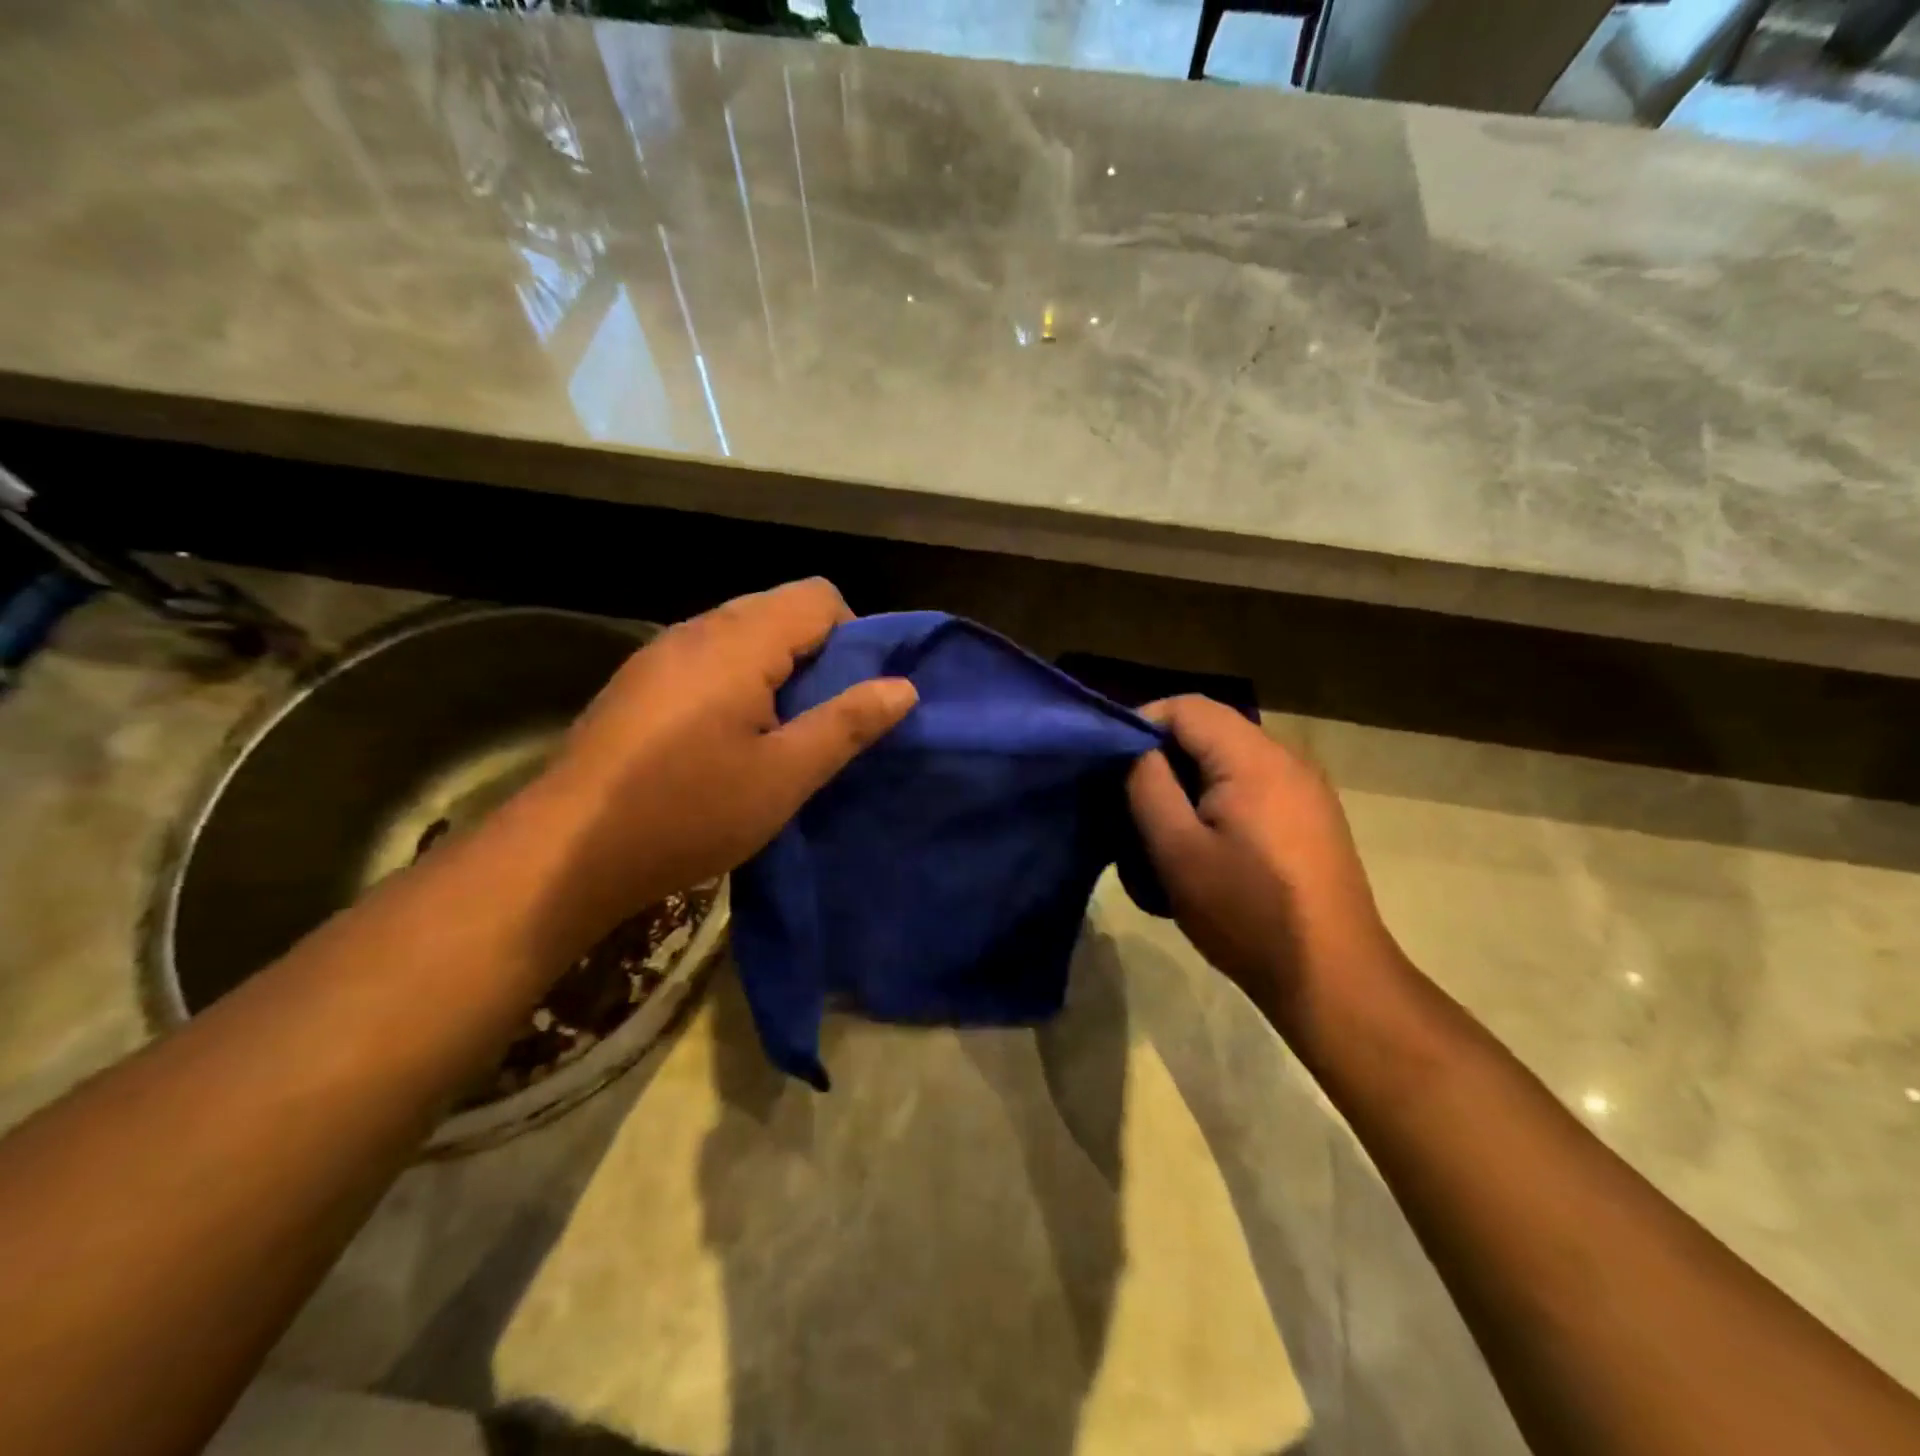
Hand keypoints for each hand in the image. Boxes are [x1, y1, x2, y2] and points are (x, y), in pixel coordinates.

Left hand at [528, 579, 916, 938]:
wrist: (568, 851)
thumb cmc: (688, 812)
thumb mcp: (784, 775)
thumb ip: (847, 724)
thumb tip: (904, 687)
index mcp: (739, 641)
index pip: (819, 596)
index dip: (854, 637)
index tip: (854, 697)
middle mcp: (697, 629)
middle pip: (780, 609)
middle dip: (817, 656)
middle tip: (822, 722)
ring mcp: (661, 652)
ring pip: (743, 634)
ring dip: (777, 671)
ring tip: (779, 736)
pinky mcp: (641, 681)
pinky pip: (709, 658)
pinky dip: (738, 682)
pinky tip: (728, 741)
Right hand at [1126, 696, 1402, 1034]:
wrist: (1333, 978)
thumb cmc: (1247, 913)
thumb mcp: (1177, 850)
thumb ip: (1147, 785)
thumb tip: (1136, 750)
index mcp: (1254, 759)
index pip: (1186, 707)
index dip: (1141, 724)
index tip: (1110, 765)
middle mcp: (1287, 759)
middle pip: (1209, 730)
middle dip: (1162, 758)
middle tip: (1129, 802)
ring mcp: (1305, 789)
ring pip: (1228, 760)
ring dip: (1188, 783)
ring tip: (1161, 829)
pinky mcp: (1311, 817)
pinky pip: (1252, 786)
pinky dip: (1216, 801)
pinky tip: (1204, 846)